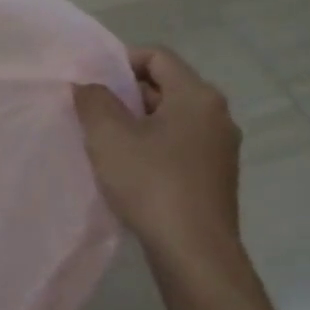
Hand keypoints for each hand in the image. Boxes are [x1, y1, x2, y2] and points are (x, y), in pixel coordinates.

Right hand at [73, 46, 241, 259]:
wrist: (194, 253)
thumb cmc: (151, 183)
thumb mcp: (108, 135)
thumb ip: (93, 100)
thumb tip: (88, 85)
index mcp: (197, 96)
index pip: (157, 56)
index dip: (120, 61)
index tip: (92, 82)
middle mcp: (217, 116)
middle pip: (165, 86)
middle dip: (125, 94)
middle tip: (92, 111)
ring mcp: (220, 148)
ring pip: (171, 118)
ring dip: (137, 122)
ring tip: (105, 141)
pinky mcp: (215, 177)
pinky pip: (179, 145)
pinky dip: (152, 146)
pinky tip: (128, 169)